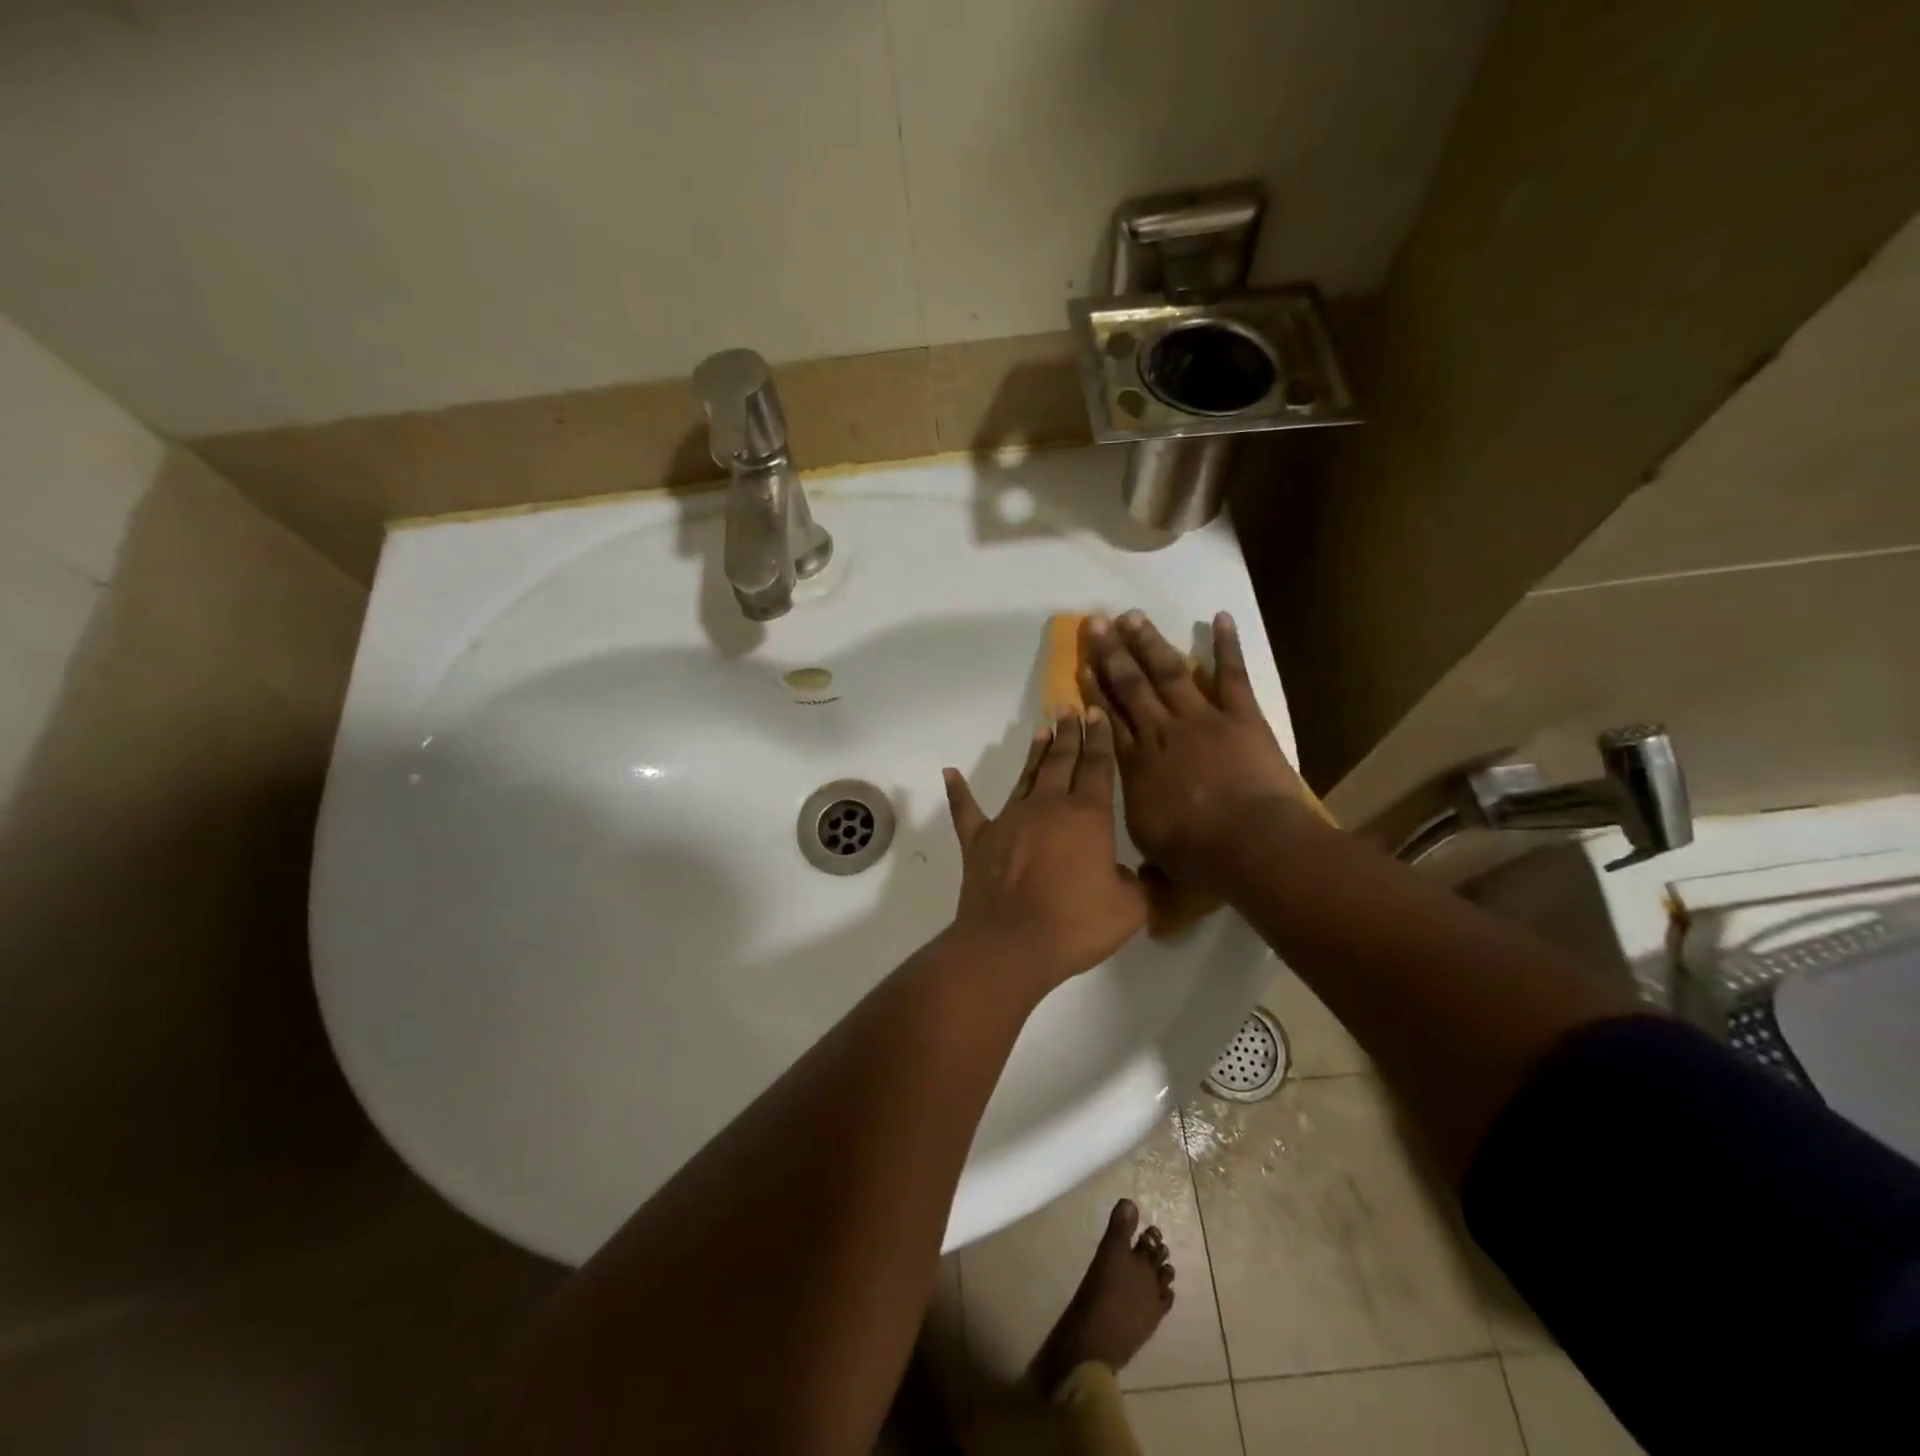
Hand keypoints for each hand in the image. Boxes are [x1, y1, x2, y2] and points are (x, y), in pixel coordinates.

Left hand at [943, 711, 1147, 989]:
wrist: (1009, 944)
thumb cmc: (1075, 925)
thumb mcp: (1128, 909)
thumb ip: (1136, 883)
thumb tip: (1125, 872)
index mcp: (1087, 816)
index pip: (1098, 767)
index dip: (1100, 740)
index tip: (1098, 714)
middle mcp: (1047, 807)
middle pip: (1062, 761)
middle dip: (1069, 734)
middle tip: (1071, 709)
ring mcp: (1009, 820)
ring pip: (1026, 776)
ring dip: (1035, 753)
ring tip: (1042, 729)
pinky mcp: (979, 840)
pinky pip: (966, 810)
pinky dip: (958, 791)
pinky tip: (950, 772)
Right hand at [1080, 610, 1307, 885]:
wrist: (1250, 843)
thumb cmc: (1197, 853)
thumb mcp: (1150, 846)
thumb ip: (1135, 826)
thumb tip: (1125, 839)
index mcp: (1136, 763)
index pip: (1108, 718)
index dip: (1094, 690)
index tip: (1082, 666)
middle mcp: (1161, 731)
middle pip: (1131, 686)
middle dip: (1112, 653)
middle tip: (1098, 622)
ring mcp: (1201, 718)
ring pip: (1170, 672)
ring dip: (1150, 642)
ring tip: (1133, 616)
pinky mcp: (1241, 716)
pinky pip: (1232, 675)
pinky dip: (1226, 646)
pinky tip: (1219, 617)